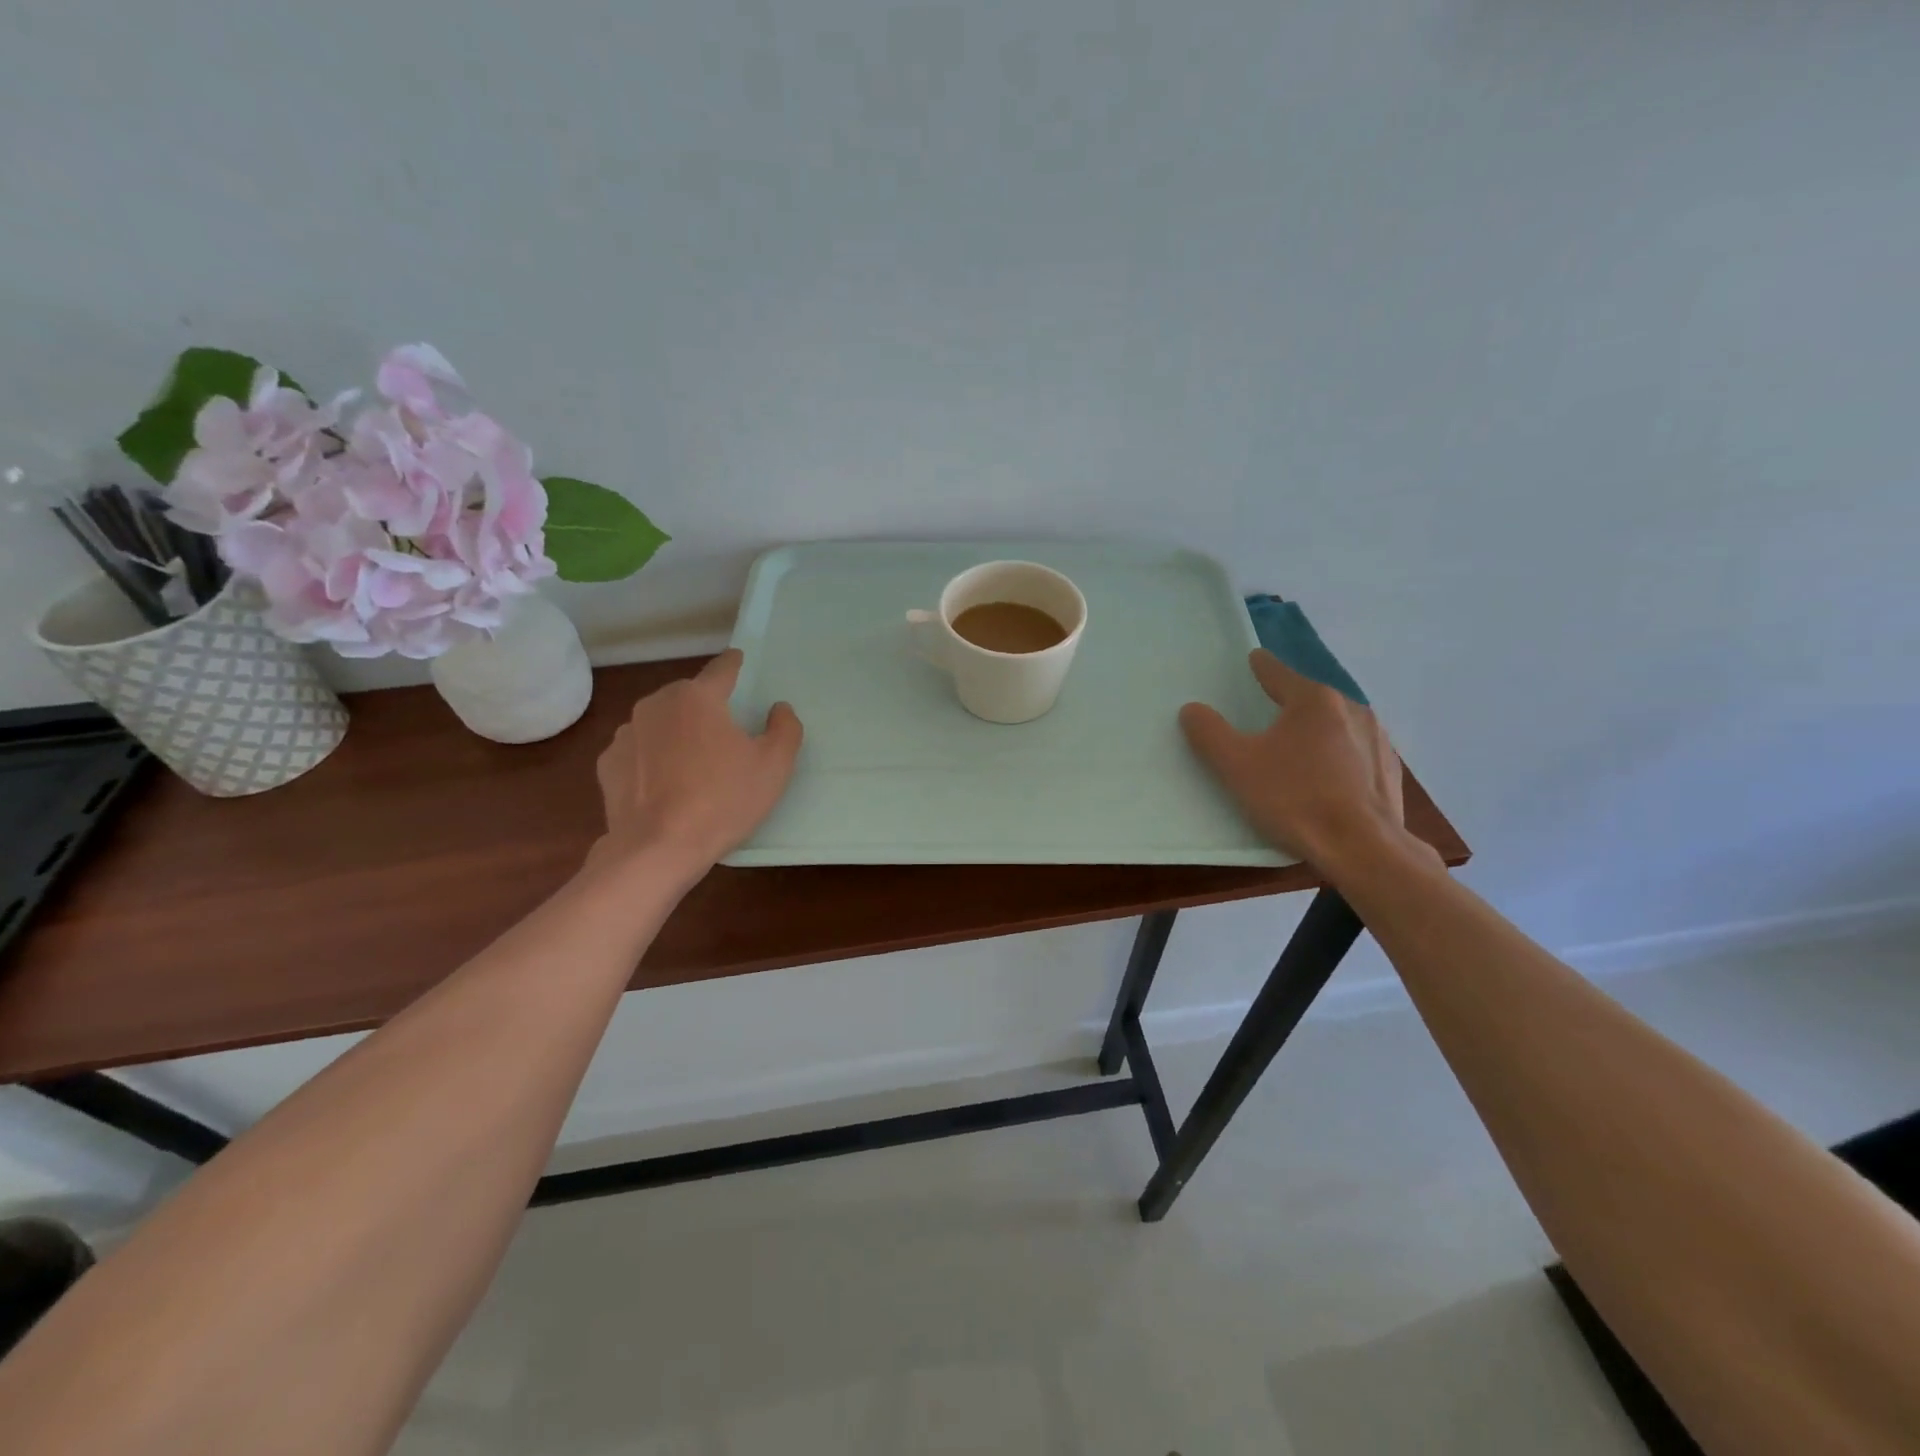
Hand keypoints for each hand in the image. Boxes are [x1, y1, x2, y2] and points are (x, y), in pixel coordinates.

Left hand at [593, 650, 802, 878]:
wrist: (657, 849)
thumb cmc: (723, 801)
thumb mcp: (774, 766)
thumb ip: (785, 728)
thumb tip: (778, 708)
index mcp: (698, 697)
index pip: (722, 668)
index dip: (735, 665)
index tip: (740, 662)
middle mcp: (656, 704)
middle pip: (689, 697)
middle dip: (706, 709)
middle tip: (725, 739)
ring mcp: (626, 733)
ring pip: (662, 723)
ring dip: (678, 734)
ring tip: (693, 768)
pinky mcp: (608, 763)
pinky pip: (640, 751)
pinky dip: (653, 760)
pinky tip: (665, 787)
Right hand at [1179, 649, 1413, 867]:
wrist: (1364, 849)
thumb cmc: (1295, 799)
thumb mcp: (1237, 766)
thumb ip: (1209, 733)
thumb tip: (1192, 709)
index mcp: (1313, 701)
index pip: (1279, 673)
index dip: (1261, 667)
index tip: (1253, 659)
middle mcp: (1351, 709)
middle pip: (1309, 700)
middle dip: (1289, 705)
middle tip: (1268, 718)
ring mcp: (1377, 740)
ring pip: (1336, 726)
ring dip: (1316, 733)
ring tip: (1298, 754)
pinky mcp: (1390, 770)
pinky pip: (1355, 753)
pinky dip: (1339, 759)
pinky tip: (1327, 783)